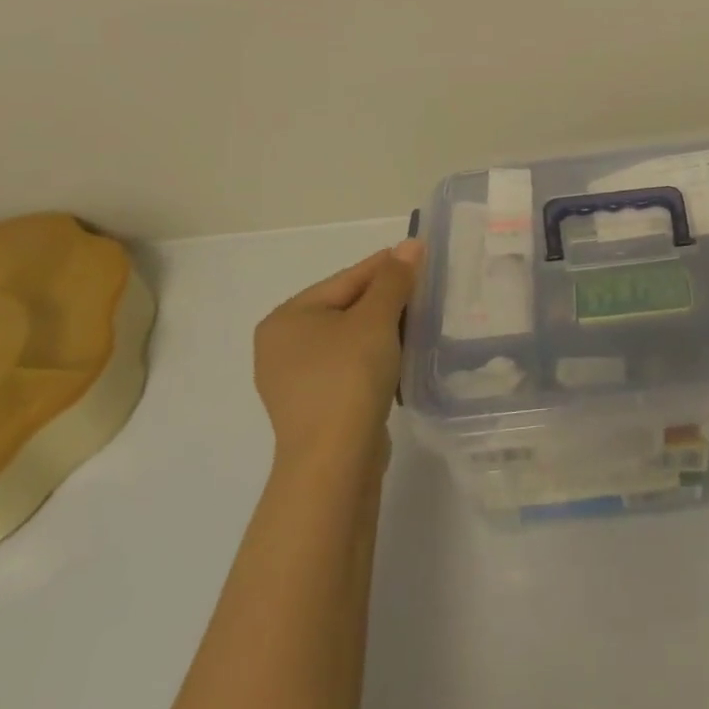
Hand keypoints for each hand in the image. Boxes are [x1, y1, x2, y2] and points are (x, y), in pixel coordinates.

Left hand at [252, 240, 423, 463]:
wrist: (334, 463)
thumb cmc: (348, 378)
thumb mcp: (376, 320)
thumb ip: (394, 279)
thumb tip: (410, 244)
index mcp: (287, 317)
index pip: (346, 279)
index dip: (386, 267)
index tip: (420, 256)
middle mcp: (282, 345)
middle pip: (346, 308)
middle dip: (387, 300)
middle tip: (426, 290)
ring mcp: (295, 380)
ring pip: (349, 340)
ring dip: (384, 330)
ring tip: (420, 322)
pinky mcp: (313, 408)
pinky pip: (348, 368)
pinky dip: (374, 358)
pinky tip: (401, 358)